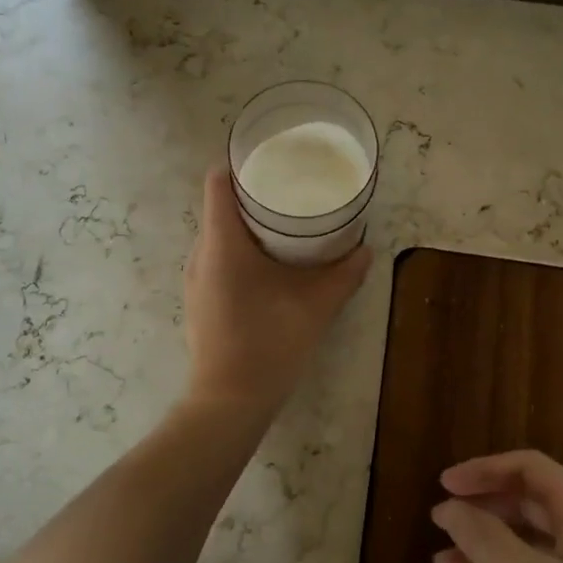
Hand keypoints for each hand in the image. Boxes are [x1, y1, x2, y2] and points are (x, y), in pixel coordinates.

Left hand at [182, 168, 371, 416]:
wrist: (228, 402)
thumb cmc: (269, 344)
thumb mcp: (315, 305)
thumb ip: (344, 275)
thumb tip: (366, 250)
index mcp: (222, 243)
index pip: (218, 182)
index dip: (241, 164)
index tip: (272, 160)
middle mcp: (201, 254)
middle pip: (220, 206)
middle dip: (253, 195)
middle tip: (291, 191)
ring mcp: (196, 279)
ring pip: (218, 235)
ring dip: (247, 226)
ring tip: (285, 225)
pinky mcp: (200, 299)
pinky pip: (217, 258)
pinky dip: (240, 251)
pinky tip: (269, 266)